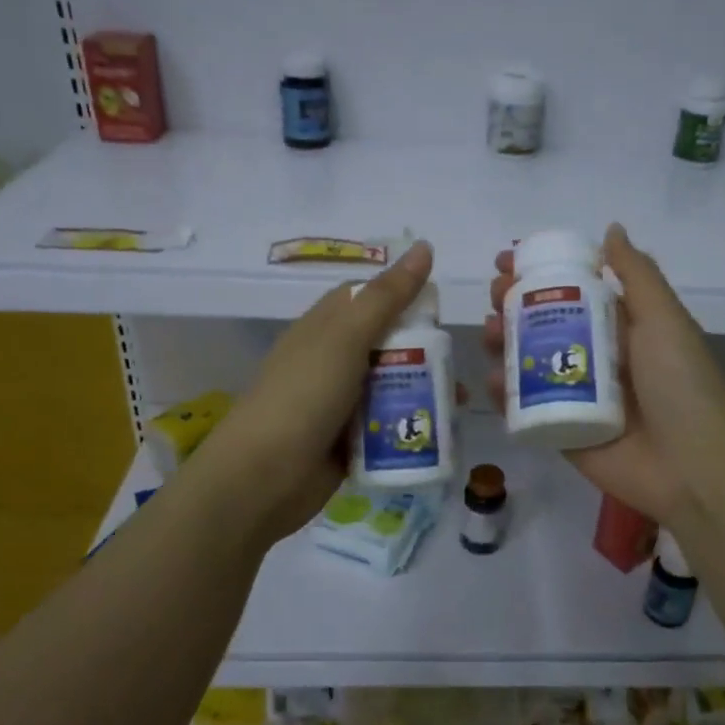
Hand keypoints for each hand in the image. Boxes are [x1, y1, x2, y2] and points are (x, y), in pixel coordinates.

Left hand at [200, 242, 437, 541]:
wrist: (264, 477)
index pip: (367, 298)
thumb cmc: (304, 395)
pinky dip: (411, 426)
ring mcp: (339, 403)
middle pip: (386, 344)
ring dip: (424, 391)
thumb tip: (424, 247)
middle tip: (459, 362)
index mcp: (324, 327)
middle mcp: (332, 361)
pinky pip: (388, 425)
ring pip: (391, 386)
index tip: (441, 306)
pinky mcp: (349, 441)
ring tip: (460, 402)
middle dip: (424, 351)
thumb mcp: (346, 337)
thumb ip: (387, 296)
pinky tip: (442, 432)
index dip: (403, 295)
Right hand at [484, 223, 724, 524]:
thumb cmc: (680, 383)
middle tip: (495, 296)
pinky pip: (525, 407)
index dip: (540, 273)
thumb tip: (611, 229)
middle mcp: (596, 357)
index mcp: (622, 328)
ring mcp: (576, 396)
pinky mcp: (560, 432)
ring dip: (503, 342)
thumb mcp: (663, 318)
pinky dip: (504, 391)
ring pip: (528, 362)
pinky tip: (493, 377)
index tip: (508, 260)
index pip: (572, 290)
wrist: (692, 465)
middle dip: (513, 304)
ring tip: (491, 332)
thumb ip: (636, 274)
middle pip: (543, 323)